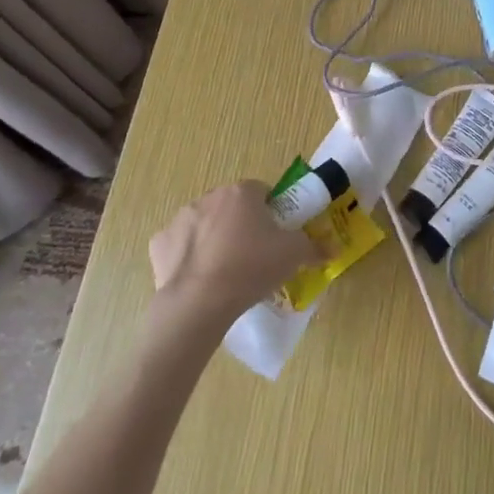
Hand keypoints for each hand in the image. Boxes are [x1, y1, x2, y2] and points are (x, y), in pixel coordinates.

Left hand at [148, 181, 315, 327]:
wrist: (199, 301)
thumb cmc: (251, 267)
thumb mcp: (293, 256)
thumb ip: (314, 247)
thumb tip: (333, 249)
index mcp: (242, 192)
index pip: (262, 192)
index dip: (271, 213)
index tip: (275, 236)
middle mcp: (210, 196)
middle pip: (232, 206)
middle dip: (241, 225)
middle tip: (253, 255)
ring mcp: (181, 218)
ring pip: (205, 224)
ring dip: (214, 239)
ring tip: (225, 272)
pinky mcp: (159, 243)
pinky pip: (179, 245)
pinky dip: (188, 257)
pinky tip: (198, 278)